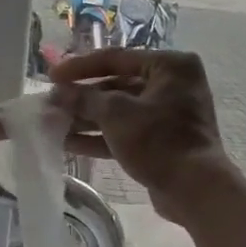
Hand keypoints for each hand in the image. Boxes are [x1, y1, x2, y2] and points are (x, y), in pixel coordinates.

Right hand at [50, 49, 231, 222]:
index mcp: (170, 65)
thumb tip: (58, 93)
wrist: (194, 188)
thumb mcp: (116, 114)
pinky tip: (69, 143)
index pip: (116, 58)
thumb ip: (84, 99)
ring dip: (87, 118)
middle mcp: (172, 84)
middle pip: (117, 85)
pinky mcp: (162, 141)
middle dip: (82, 97)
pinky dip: (100, 136)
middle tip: (51, 104)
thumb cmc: (158, 140)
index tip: (52, 76)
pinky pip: (125, 132)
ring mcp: (168, 115)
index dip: (80, 67)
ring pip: (119, 111)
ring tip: (53, 124)